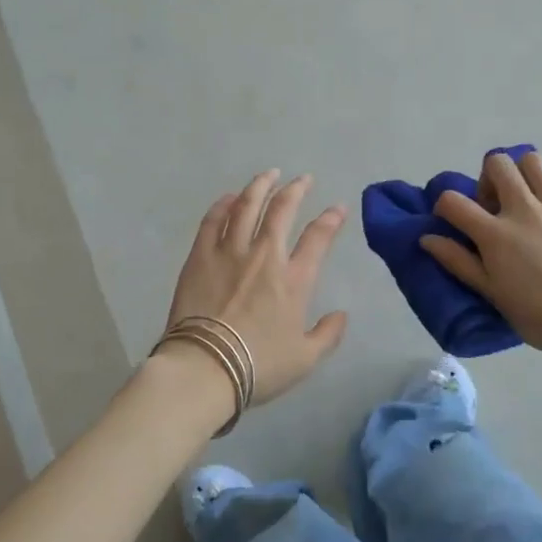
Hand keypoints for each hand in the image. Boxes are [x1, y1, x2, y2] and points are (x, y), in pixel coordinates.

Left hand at [162, 170, 349, 408]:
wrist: (205, 367)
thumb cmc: (258, 366)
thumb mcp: (305, 359)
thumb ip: (327, 335)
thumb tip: (341, 315)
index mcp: (294, 280)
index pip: (318, 238)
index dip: (331, 219)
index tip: (338, 207)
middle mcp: (264, 256)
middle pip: (282, 210)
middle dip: (295, 190)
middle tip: (302, 179)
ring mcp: (229, 252)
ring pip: (247, 206)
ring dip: (260, 186)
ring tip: (268, 174)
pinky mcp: (200, 256)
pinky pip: (213, 220)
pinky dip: (223, 205)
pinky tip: (229, 197)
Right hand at [421, 149, 541, 360]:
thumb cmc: (538, 316)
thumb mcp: (491, 293)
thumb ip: (458, 261)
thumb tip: (427, 238)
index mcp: (495, 233)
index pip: (453, 201)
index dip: (444, 205)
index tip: (453, 220)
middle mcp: (524, 210)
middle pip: (497, 163)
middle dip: (489, 177)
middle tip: (496, 204)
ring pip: (535, 162)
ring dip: (526, 174)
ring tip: (530, 197)